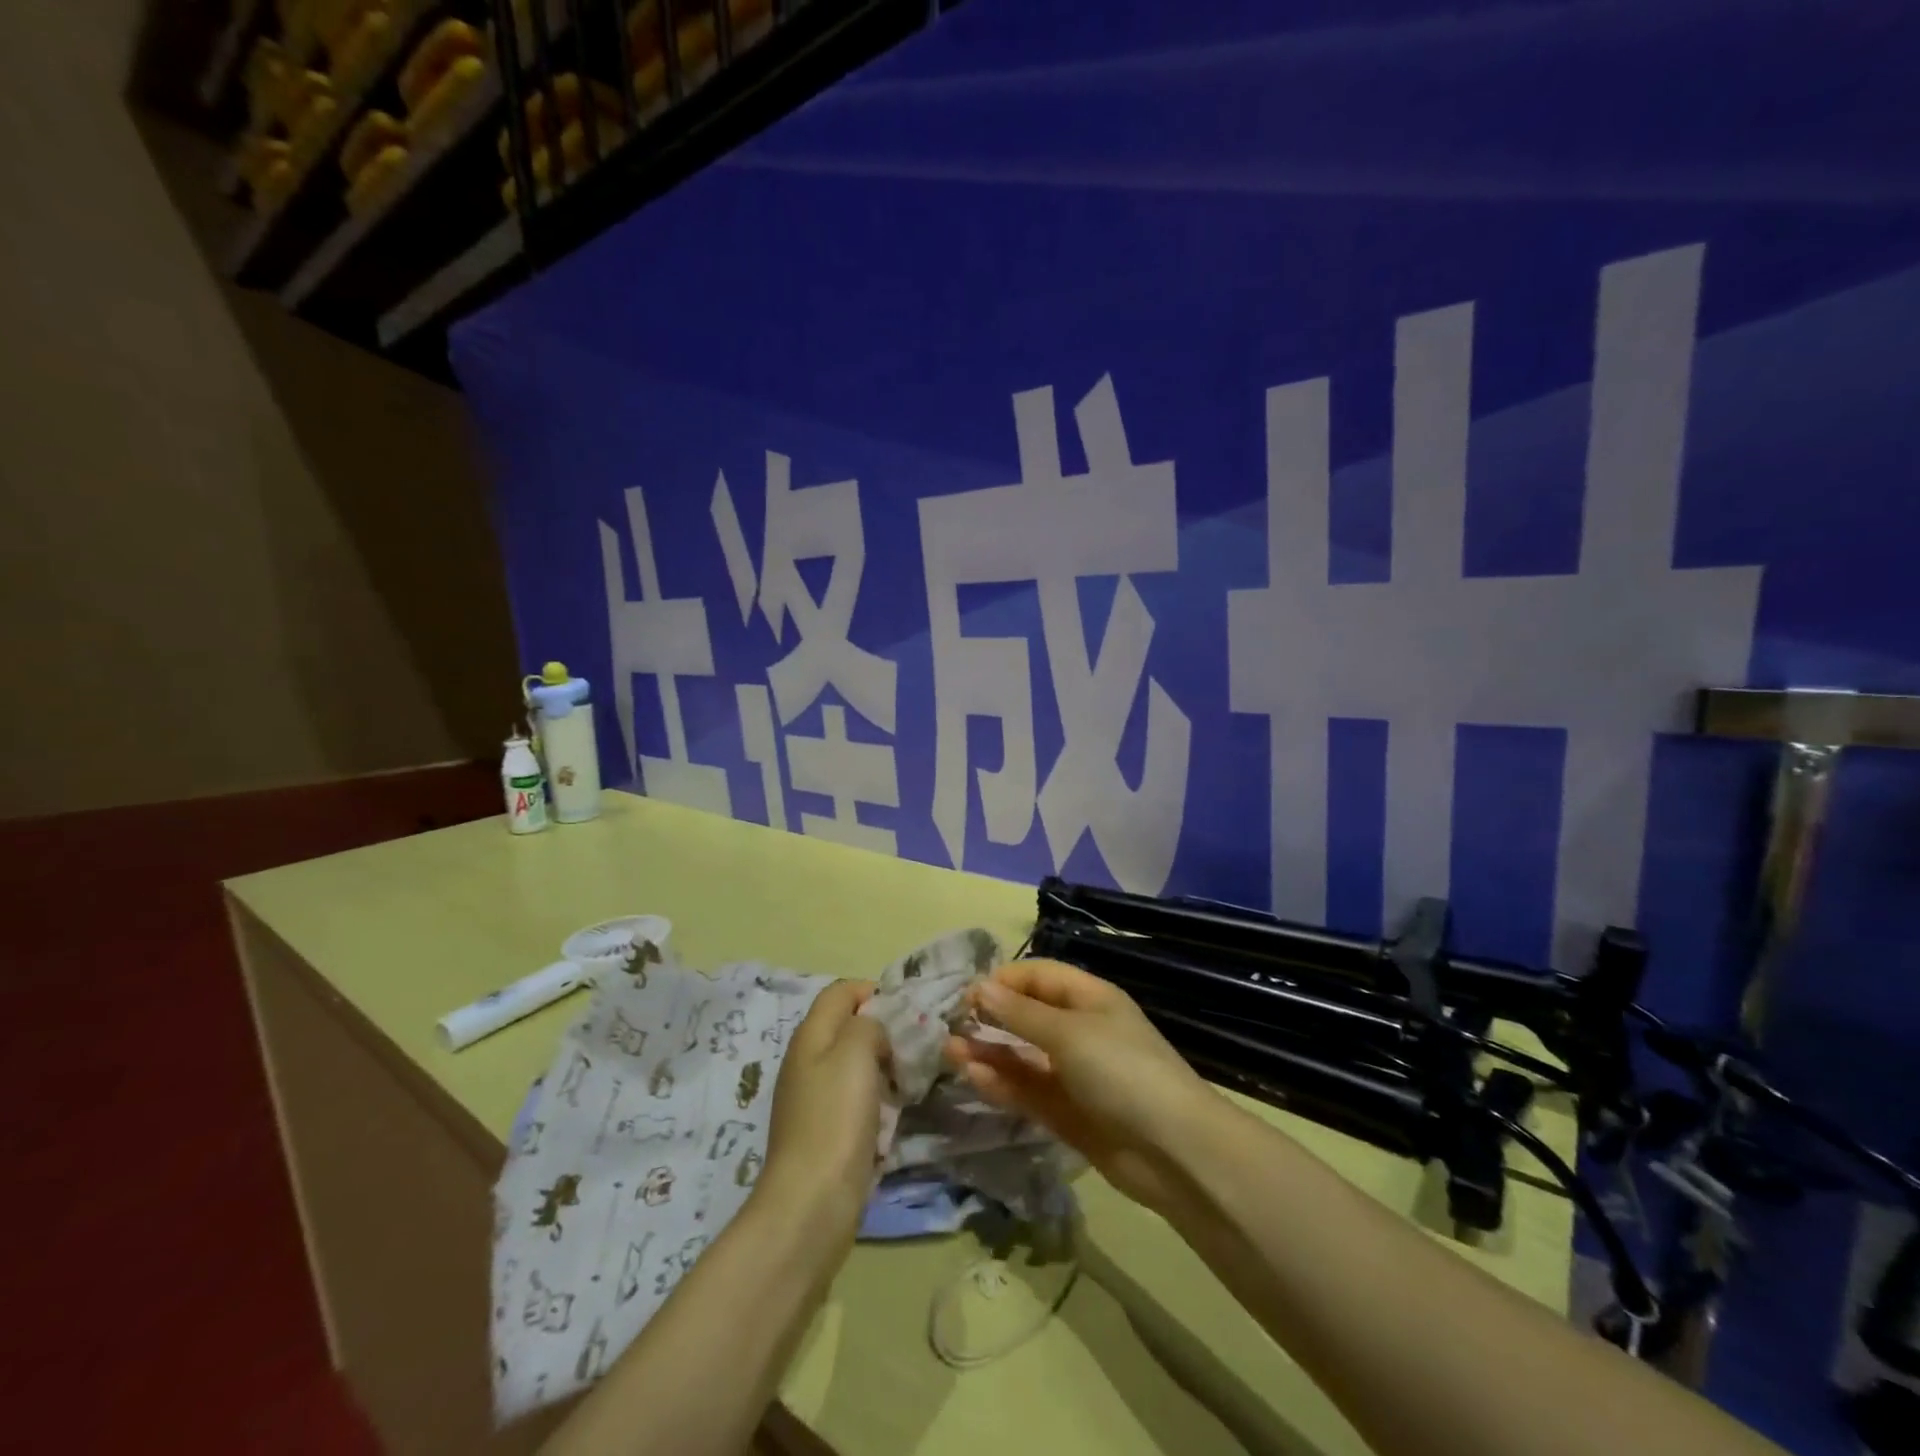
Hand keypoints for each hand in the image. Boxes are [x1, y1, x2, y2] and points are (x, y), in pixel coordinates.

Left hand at [757, 980, 888, 1240]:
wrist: (812, 1203)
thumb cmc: (835, 1118)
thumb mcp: (855, 1052)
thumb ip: (868, 1024)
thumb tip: (873, 1027)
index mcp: (810, 1035)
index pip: (840, 991)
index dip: (872, 991)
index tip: (905, 1011)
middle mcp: (806, 1061)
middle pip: (846, 1026)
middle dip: (880, 1029)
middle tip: (912, 1045)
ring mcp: (812, 1098)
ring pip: (851, 1063)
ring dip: (880, 1066)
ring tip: (907, 1078)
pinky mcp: (823, 1131)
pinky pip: (853, 1098)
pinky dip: (874, 1098)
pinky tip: (891, 1112)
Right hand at [945, 959, 1217, 1214]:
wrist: (1174, 1151)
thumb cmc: (1122, 1070)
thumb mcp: (1069, 1033)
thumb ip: (1020, 1014)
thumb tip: (979, 987)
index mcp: (1090, 999)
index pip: (1040, 977)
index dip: (1005, 980)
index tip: (967, 993)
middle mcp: (1081, 1032)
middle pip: (1029, 1017)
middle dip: (991, 1018)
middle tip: (951, 1025)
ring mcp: (1074, 1076)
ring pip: (1024, 1057)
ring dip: (989, 1053)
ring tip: (949, 1051)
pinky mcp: (1068, 1115)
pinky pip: (1029, 1092)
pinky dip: (1003, 1084)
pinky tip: (973, 1077)